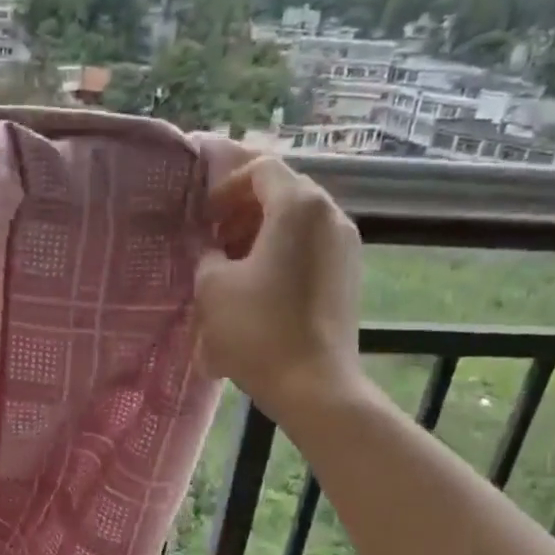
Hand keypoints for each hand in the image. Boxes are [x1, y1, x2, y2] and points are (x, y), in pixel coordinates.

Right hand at [194, 156, 366, 417]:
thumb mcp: (213, 287)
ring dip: (262, 234)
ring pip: (299, 222)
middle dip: (244, 211)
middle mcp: (331, 215)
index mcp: (299, 206)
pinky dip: (283, 254)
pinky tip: (260, 288)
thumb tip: (215, 253)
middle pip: (284, 192)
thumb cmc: (257, 329)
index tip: (205, 218)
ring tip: (233, 267)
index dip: (227, 187)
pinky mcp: (349, 276)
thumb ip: (207, 256)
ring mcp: (346, 246)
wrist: (313, 384)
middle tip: (215, 240)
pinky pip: (311, 248)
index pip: (261, 169)